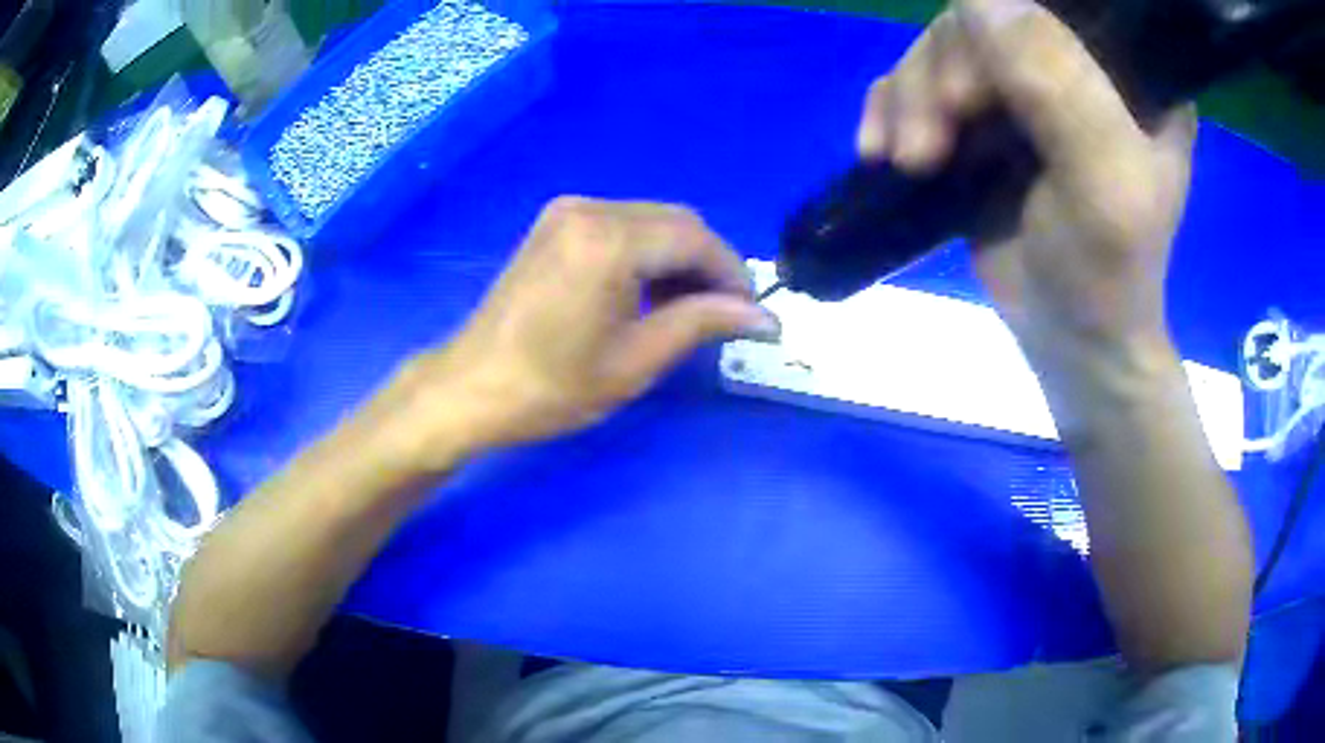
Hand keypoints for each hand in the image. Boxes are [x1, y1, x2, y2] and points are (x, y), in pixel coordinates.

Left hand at [383, 197, 776, 469]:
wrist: (471, 387)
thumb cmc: (551, 386)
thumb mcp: (636, 360)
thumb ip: (703, 324)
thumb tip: (766, 318)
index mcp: (609, 239)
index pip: (696, 240)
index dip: (732, 275)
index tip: (750, 315)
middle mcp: (590, 209)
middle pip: (676, 223)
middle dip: (708, 266)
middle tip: (721, 317)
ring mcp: (568, 212)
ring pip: (651, 222)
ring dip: (679, 260)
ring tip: (686, 312)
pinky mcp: (556, 224)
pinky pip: (622, 226)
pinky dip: (647, 255)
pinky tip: (648, 294)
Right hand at [858, 0, 1195, 381]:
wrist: (1070, 340)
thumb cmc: (1106, 274)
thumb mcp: (1105, 184)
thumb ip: (1059, 86)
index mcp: (1125, 69)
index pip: (1047, 6)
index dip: (996, 29)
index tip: (972, 98)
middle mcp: (1074, 63)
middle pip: (981, 20)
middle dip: (941, 77)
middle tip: (929, 148)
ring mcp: (1024, 87)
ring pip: (941, 47)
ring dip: (909, 99)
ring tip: (908, 162)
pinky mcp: (984, 117)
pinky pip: (919, 79)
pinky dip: (891, 108)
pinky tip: (884, 152)